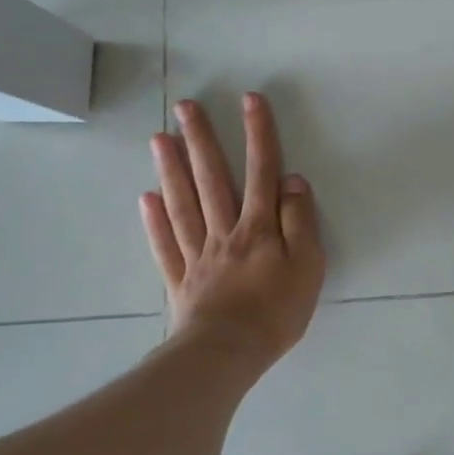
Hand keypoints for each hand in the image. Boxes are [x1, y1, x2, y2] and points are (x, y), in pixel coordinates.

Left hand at [140, 93, 325, 371]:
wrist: (228, 353)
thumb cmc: (277, 311)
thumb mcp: (307, 265)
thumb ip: (299, 222)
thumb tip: (292, 181)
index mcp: (259, 227)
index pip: (262, 172)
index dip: (258, 134)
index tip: (250, 100)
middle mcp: (225, 231)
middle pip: (212, 179)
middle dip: (202, 140)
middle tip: (186, 106)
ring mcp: (198, 254)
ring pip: (183, 204)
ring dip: (172, 169)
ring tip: (161, 138)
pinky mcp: (181, 279)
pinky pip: (165, 245)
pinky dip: (154, 221)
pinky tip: (146, 198)